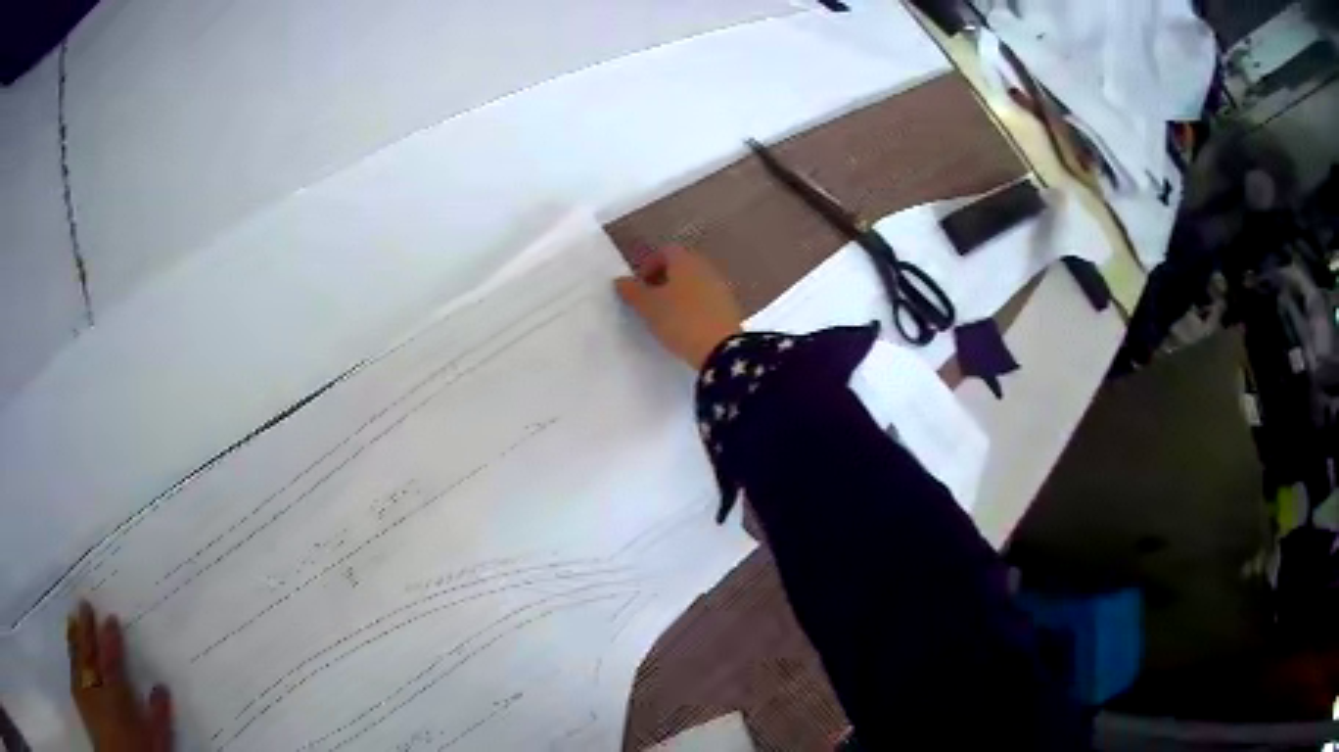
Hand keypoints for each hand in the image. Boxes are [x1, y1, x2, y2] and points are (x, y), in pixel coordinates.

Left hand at [67, 601, 172, 751]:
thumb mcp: (155, 746)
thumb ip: (157, 720)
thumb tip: (161, 688)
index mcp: (115, 696)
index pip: (112, 661)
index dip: (111, 638)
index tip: (110, 617)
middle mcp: (95, 687)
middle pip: (88, 653)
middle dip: (87, 628)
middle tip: (85, 604)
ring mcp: (83, 691)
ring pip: (76, 658)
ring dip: (75, 638)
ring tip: (72, 620)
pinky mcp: (78, 698)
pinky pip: (71, 671)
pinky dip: (70, 657)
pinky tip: (69, 651)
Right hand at [615, 246, 741, 368]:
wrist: (722, 350)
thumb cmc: (681, 320)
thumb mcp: (649, 307)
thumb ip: (632, 291)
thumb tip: (621, 281)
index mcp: (686, 261)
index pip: (665, 251)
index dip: (649, 266)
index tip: (639, 286)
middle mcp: (706, 268)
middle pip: (681, 267)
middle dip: (663, 280)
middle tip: (650, 301)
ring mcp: (721, 287)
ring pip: (694, 284)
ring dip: (679, 294)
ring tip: (667, 316)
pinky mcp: (730, 307)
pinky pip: (706, 300)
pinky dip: (694, 307)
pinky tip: (686, 326)